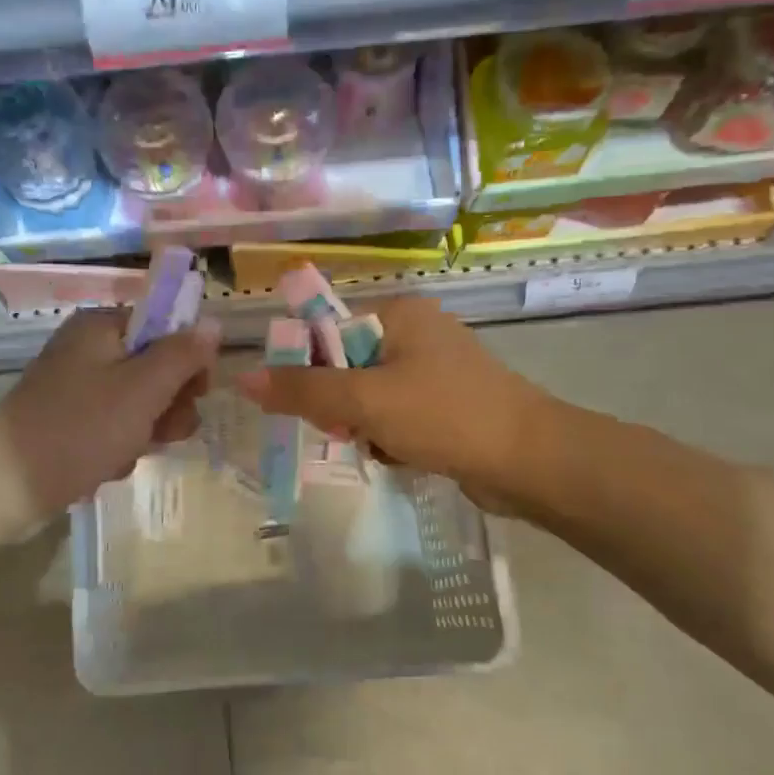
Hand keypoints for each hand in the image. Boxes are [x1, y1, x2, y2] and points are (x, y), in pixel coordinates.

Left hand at [0, 307, 220, 522]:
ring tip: (127, 454)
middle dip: (166, 405)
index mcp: (101, 327)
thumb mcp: (142, 390)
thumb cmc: (80, 429)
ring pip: (138, 403)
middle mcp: (87, 349)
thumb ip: (182, 355)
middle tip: (164, 433)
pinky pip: (113, 426)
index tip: (198, 393)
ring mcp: (76, 387)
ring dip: (145, 431)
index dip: (189, 359)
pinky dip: (118, 446)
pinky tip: (107, 466)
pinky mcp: (68, 420)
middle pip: (154, 367)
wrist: (7, 485)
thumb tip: (213, 323)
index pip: (165, 327)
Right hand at [235, 296, 555, 517]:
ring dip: (365, 428)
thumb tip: (242, 378)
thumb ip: (302, 390)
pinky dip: (391, 438)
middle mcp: (417, 332)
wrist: (531, 461)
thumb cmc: (444, 415)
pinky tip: (404, 456)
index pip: (327, 331)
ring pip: (368, 398)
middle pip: (345, 368)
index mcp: (399, 313)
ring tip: (384, 448)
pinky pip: (396, 416)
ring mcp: (435, 369)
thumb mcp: (364, 401)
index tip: (313, 407)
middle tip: (352, 432)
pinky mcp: (448, 403)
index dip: (309, 370)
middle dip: (342, 408)